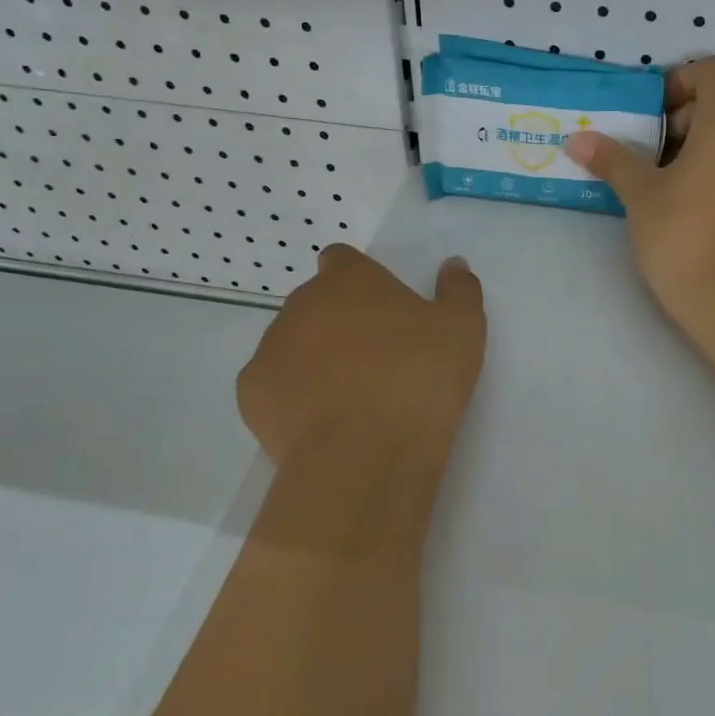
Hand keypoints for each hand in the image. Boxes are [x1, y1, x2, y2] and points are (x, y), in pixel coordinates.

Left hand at [237, 245, 485, 469]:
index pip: (342, 260)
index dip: (360, 280)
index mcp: (348, 279)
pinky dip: (292, 397)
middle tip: (376, 358)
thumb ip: (458, 289)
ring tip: (350, 397)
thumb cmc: (419, 377)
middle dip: (338, 322)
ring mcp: (270, 349)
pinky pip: (273, 386)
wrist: (366, 454)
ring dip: (313, 358)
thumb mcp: (462, 329)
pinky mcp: (252, 395)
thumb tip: (454, 265)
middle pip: (315, 303)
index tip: (383, 310)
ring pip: (291, 344)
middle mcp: (301, 304)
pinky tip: (322, 422)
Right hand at [565, 56, 714, 334]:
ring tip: (656, 182)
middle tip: (644, 152)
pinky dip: (708, 169)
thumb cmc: (681, 237)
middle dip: (677, 118)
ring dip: (690, 146)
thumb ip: (611, 159)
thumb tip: (577, 140)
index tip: (651, 112)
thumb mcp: (640, 194)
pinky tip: (680, 204)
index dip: (681, 78)